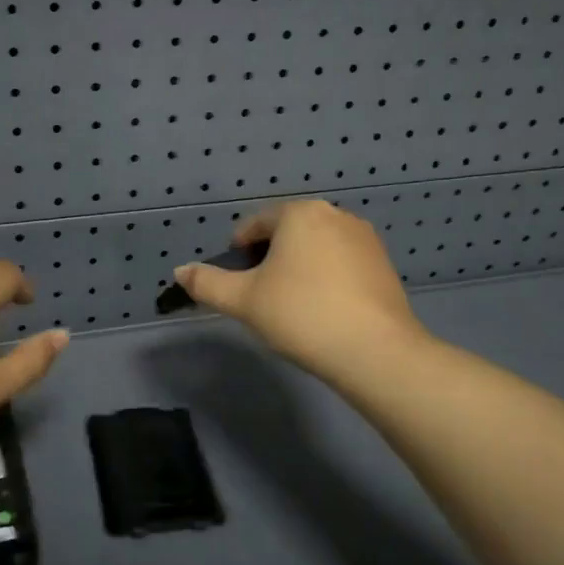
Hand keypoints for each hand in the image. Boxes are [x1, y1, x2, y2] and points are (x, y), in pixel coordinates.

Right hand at [173, 201, 426, 380]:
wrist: (375, 351)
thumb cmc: (301, 315)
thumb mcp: (243, 300)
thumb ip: (207, 283)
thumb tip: (179, 271)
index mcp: (299, 213)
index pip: (255, 224)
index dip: (238, 251)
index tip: (236, 282)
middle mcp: (335, 215)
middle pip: (287, 232)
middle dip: (269, 258)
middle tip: (261, 296)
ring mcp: (365, 238)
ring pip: (316, 247)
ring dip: (298, 267)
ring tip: (292, 305)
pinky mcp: (384, 264)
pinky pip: (342, 262)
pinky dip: (326, 278)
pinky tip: (323, 310)